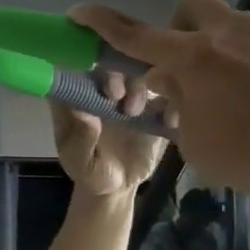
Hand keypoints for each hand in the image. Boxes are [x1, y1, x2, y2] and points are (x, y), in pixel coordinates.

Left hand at [50, 69, 166, 196]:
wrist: (118, 186)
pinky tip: (168, 120)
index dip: (87, 66)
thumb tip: (84, 113)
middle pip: (111, 63)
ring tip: (133, 112)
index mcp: (78, 95)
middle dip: (115, 74)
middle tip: (116, 96)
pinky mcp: (154, 105)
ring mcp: (130, 94)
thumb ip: (80, 139)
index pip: (79, 65)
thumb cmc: (89, 171)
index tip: (97, 84)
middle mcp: (104, 87)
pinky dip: (171, 100)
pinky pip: (167, 93)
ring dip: (138, 86)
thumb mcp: (78, 162)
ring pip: (140, 72)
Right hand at [70, 0, 249, 205]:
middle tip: (182, 72)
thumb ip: (178, 109)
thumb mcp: (200, 144)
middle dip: (175, 32)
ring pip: (228, 25)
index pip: (135, 35)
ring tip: (230, 98)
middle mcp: (230, 33)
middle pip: (188, 9)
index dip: (101, 22)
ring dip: (214, 50)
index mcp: (196, 58)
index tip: (78, 11)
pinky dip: (248, 63)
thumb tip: (174, 86)